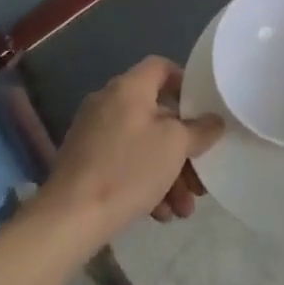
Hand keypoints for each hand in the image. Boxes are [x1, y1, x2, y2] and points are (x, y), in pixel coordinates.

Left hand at [41, 56, 225, 245]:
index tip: (203, 109)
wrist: (69, 217)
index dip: (185, 82)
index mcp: (128, 88)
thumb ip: (199, 130)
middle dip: (183, 148)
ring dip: (168, 173)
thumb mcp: (175, 146)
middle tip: (200, 176)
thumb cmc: (128, 170)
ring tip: (183, 209)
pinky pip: (124, 163)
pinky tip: (159, 213)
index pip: (161, 67)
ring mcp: (94, 133)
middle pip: (157, 114)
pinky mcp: (85, 162)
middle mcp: (108, 103)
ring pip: (143, 145)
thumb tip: (214, 121)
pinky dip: (145, 182)